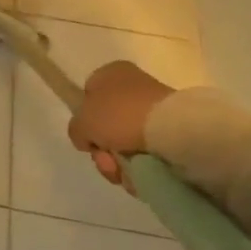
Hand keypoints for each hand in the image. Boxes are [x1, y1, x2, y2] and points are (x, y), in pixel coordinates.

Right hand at [67, 60, 174, 190]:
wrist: (174, 131)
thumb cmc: (121, 115)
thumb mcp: (82, 122)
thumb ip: (76, 130)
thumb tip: (87, 139)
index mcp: (110, 73)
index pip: (88, 97)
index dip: (85, 121)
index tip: (90, 140)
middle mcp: (133, 87)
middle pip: (107, 126)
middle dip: (104, 152)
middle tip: (108, 163)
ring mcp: (155, 110)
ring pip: (127, 143)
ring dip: (121, 164)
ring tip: (127, 174)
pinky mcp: (173, 132)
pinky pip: (149, 153)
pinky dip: (143, 168)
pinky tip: (143, 176)